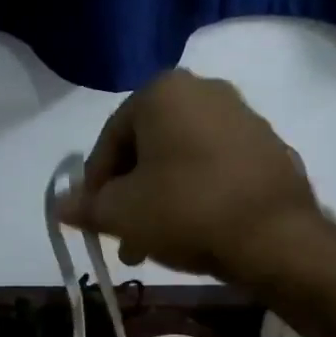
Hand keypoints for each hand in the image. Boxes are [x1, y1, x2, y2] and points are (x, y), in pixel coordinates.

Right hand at [60, 68, 320, 279]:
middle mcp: (205, 90)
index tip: (93, 219)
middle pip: (148, 148)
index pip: (110, 138)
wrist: (274, 236)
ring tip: (154, 245)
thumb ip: (87, 207)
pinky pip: (218, 169)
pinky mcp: (270, 148)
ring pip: (183, 161)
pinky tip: (195, 232)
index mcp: (163, 91)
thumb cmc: (186, 211)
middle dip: (130, 195)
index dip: (95, 183)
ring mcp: (244, 118)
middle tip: (123, 236)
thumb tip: (61, 206)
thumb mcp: (123, 213)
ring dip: (161, 199)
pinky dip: (198, 195)